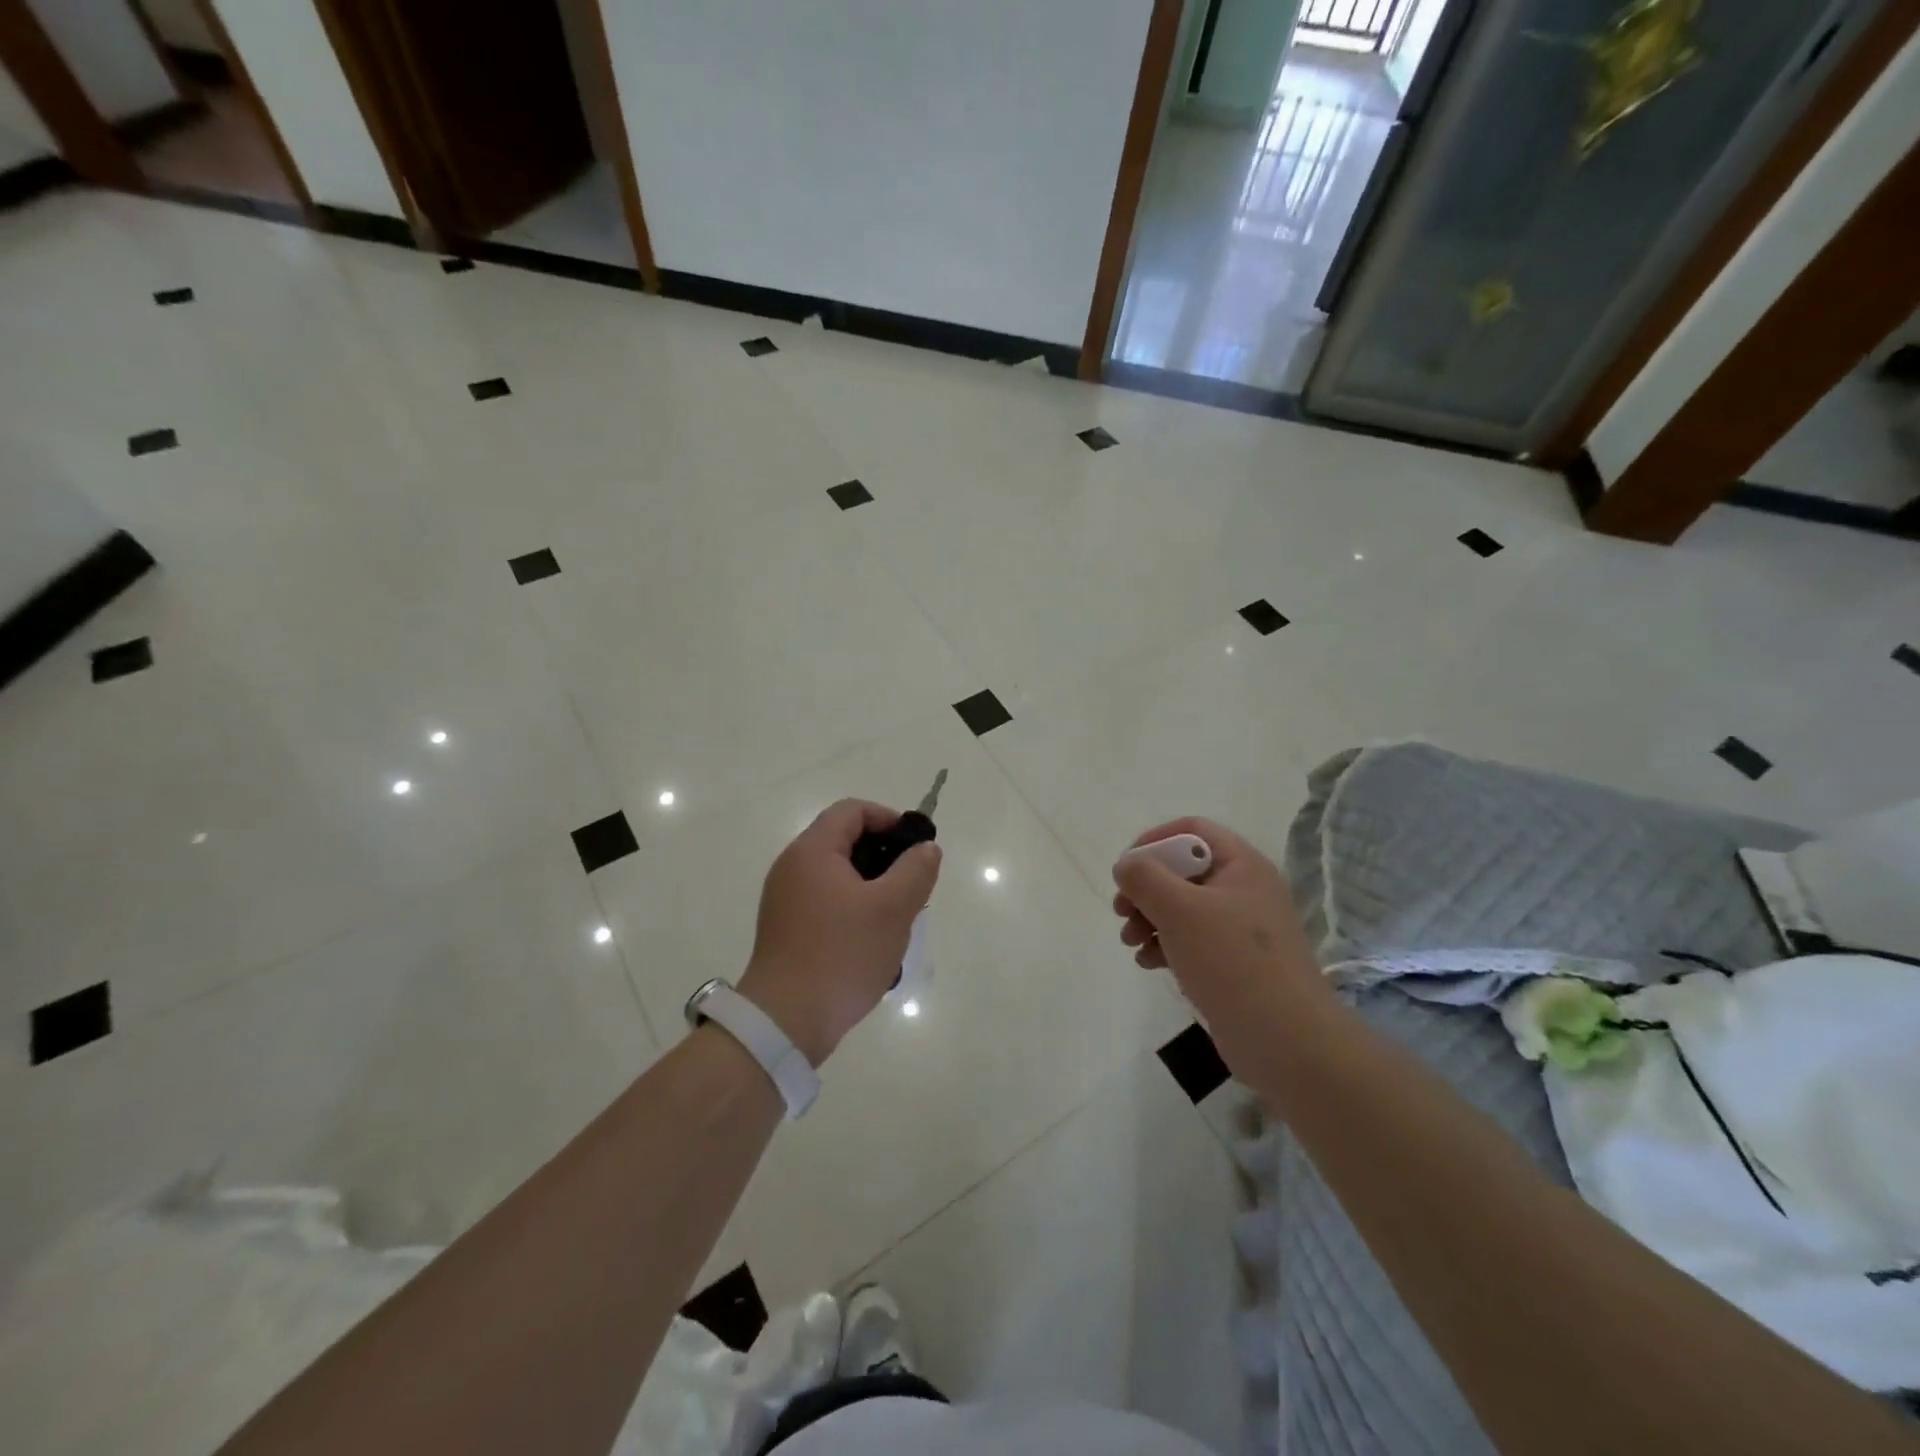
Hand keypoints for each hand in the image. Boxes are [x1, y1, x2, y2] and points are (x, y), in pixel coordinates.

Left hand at [738, 799, 941, 1065]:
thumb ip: (916, 870)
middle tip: (912, 886)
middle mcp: (792, 867)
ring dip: (872, 887)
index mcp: (812, 851)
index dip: (888, 819)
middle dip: (884, 857)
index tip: (915, 847)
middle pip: (844, 841)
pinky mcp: (786, 929)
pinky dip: (853, 909)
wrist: (785, 1021)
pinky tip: (872, 941)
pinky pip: (826, 902)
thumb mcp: (892, 908)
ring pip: (838, 875)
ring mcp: (785, 900)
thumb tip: (926, 849)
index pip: (852, 811)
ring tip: (897, 917)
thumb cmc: (842, 954)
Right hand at [1112, 817, 1333, 1072]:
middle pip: (1182, 870)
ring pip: (1182, 907)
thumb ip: (1145, 878)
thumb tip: (1126, 865)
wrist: (1287, 1042)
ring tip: (1130, 942)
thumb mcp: (1180, 910)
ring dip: (1149, 918)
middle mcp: (1244, 890)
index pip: (1191, 830)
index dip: (1153, 841)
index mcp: (1242, 865)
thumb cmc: (1232, 962)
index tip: (1126, 869)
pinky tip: (1147, 963)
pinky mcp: (1234, 962)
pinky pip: (1191, 939)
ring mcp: (1240, 929)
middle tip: (1121, 911)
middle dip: (1145, 888)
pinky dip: (1165, 944)